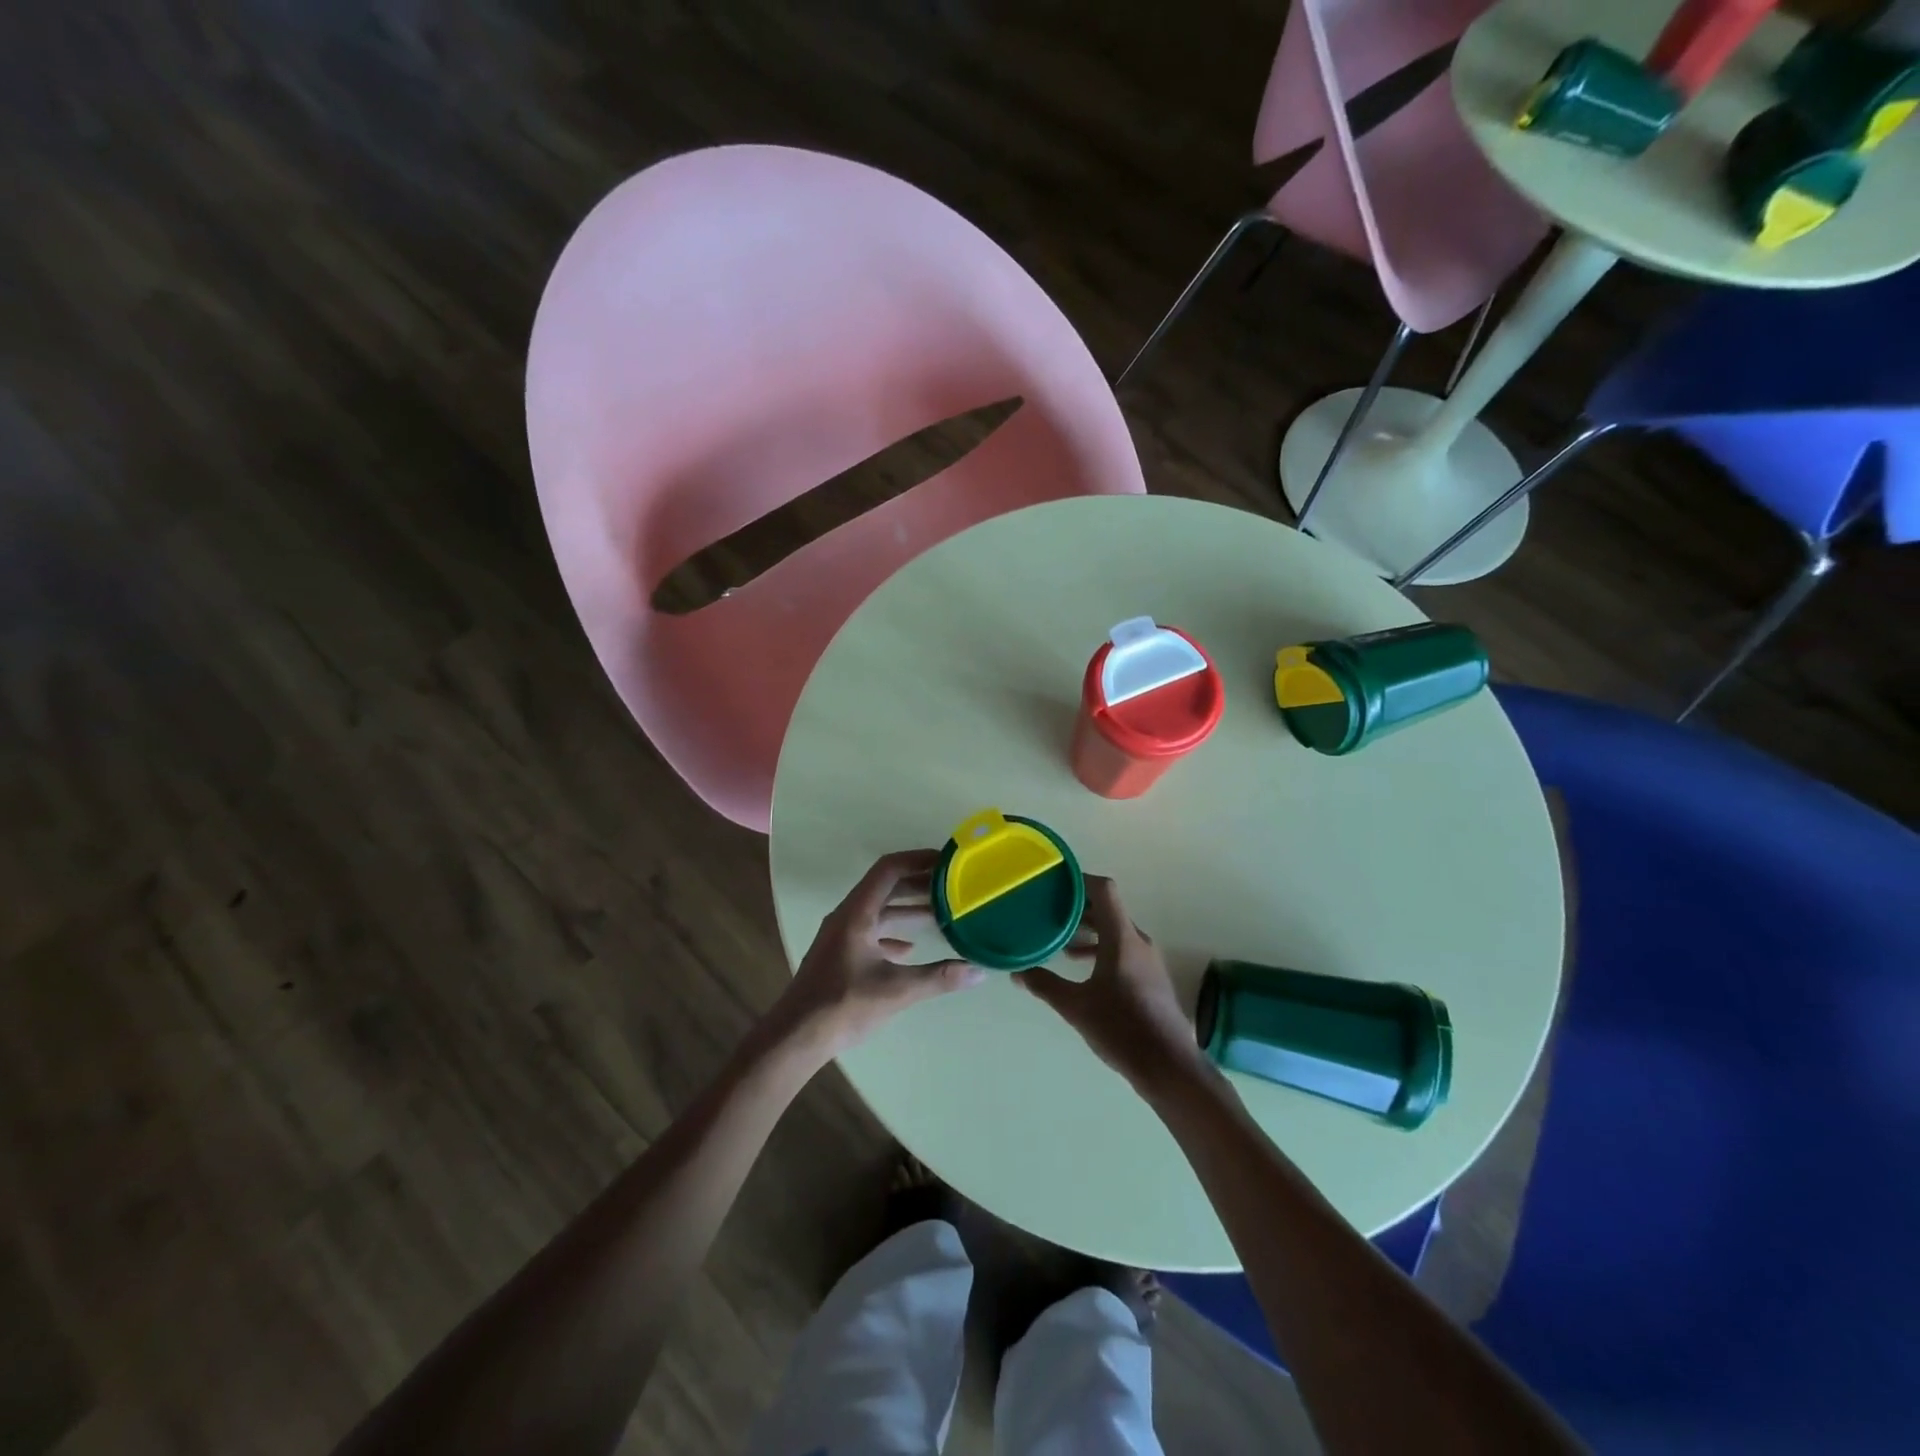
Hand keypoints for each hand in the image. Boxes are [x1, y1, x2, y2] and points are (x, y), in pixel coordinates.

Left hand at [774, 849, 983, 1064]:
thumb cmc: (843, 1006)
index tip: (946, 861)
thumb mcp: (897, 991)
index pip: (889, 869)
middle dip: (918, 883)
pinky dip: (892, 932)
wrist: (795, 1037)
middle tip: (951, 886)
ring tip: (940, 913)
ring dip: (906, 908)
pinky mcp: (839, 954)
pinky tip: (910, 948)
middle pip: (885, 887)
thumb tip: (979, 971)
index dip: (917, 859)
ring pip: (878, 910)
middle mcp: (847, 916)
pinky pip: (870, 931)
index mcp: (857, 913)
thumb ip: (939, 978)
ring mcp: (840, 935)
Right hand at [1016, 876, 1209, 1094]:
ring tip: (1059, 939)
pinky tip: (1081, 966)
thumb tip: (1017, 972)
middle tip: (1047, 908)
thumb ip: (1045, 985)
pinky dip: (1101, 948)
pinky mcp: (1150, 977)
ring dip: (1089, 930)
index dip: (1079, 880)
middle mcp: (1138, 941)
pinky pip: (1123, 948)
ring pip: (1115, 930)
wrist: (1169, 1067)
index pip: (1103, 890)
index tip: (1053, 881)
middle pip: (1108, 909)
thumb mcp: (1076, 1007)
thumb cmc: (1121, 1029)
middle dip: (1077, 906)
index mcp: (1121, 938)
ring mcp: (1148, 959)